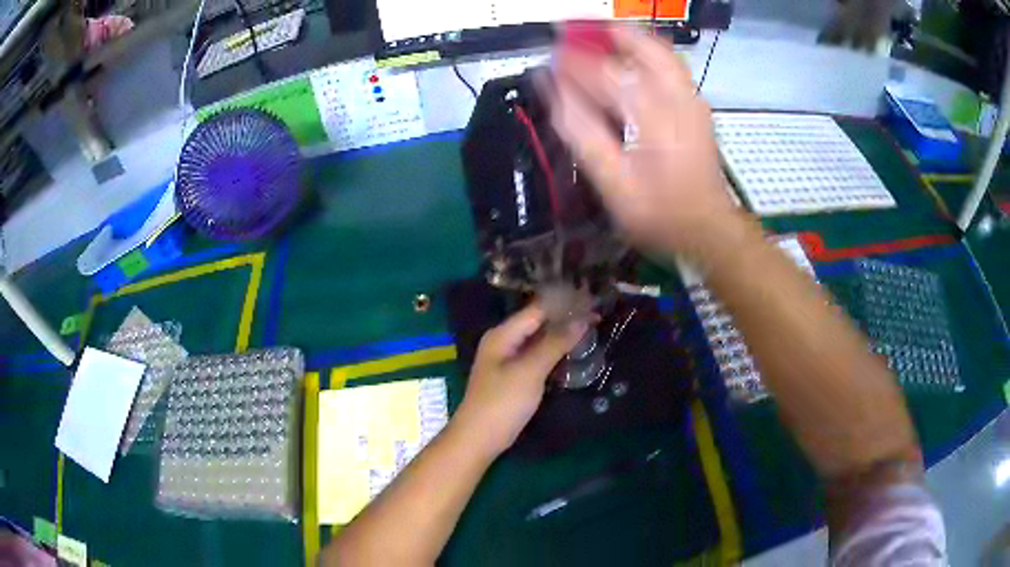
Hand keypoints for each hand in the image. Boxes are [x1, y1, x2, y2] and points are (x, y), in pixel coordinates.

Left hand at [455, 304, 586, 456]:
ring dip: (561, 336)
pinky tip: (572, 353)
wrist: (479, 439)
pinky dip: (554, 353)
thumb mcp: (530, 371)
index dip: (564, 305)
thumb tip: (582, 319)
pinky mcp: (513, 377)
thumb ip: (555, 343)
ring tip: (591, 330)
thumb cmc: (503, 402)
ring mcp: (507, 360)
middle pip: (537, 323)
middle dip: (565, 319)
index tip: (592, 301)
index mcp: (503, 334)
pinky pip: (536, 357)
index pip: (537, 310)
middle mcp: (504, 342)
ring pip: (538, 341)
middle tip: (597, 315)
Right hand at [544, 26, 741, 262]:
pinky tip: (627, 59)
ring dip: (627, 38)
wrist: (708, 229)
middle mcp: (678, 98)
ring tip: (598, 37)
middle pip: (642, 47)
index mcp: (656, 116)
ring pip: (660, 51)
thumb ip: (582, 133)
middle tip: (574, 32)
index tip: (549, 59)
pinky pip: (670, 65)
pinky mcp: (697, 106)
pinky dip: (644, 53)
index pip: (606, 73)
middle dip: (605, 33)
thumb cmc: (661, 214)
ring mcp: (693, 100)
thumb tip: (553, 91)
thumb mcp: (614, 183)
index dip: (573, 63)